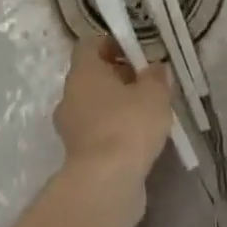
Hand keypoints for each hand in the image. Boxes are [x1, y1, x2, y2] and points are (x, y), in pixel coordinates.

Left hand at [53, 37, 173, 179]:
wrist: (106, 182)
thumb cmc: (129, 124)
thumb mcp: (154, 93)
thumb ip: (157, 76)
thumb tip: (156, 68)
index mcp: (83, 73)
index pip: (89, 45)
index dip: (111, 44)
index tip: (135, 53)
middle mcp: (70, 96)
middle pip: (91, 77)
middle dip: (118, 77)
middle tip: (146, 84)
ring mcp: (70, 127)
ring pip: (93, 106)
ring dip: (116, 106)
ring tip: (147, 114)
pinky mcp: (77, 155)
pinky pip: (96, 132)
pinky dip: (114, 131)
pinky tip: (138, 140)